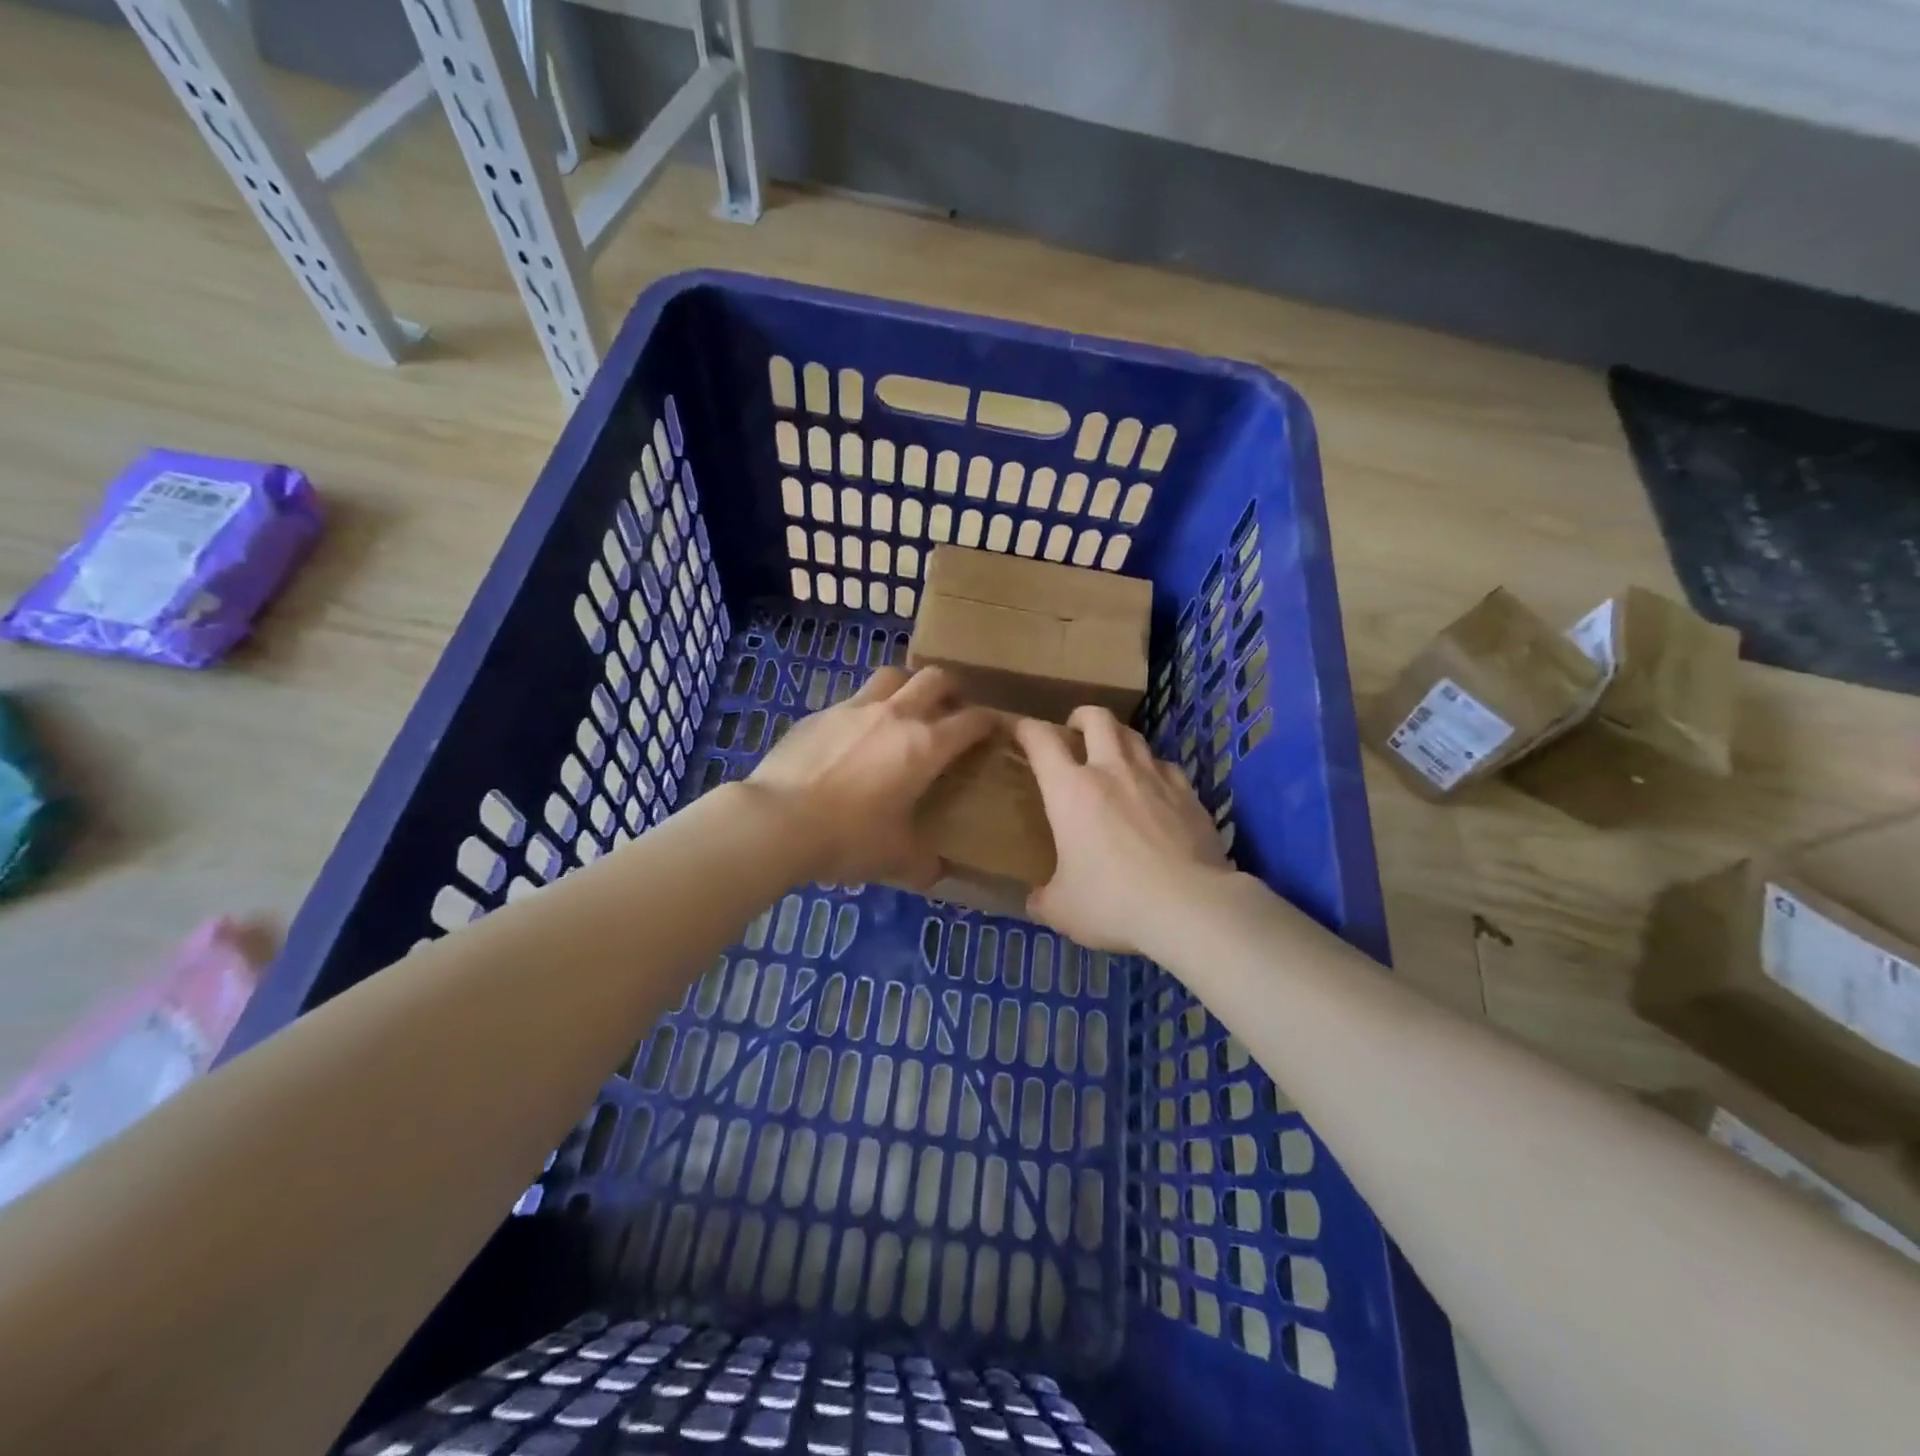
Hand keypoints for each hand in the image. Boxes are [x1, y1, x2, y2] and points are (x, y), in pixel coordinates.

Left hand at [747, 666, 995, 888]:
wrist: (778, 821)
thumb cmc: (848, 838)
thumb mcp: (894, 859)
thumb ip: (922, 863)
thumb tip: (935, 872)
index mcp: (926, 746)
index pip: (972, 720)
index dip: (989, 721)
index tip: (995, 728)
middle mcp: (896, 715)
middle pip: (934, 677)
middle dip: (951, 688)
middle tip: (951, 708)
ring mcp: (855, 708)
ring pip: (892, 676)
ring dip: (907, 686)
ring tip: (904, 708)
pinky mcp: (820, 713)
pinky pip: (852, 700)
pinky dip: (864, 710)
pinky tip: (854, 736)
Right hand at [1016, 706, 1231, 953]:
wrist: (1191, 907)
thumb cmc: (1113, 902)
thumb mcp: (1062, 910)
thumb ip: (1043, 899)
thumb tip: (1035, 900)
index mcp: (1070, 790)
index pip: (1041, 740)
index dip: (1026, 728)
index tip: (1020, 731)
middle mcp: (1112, 771)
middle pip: (1097, 719)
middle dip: (1081, 717)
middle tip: (1074, 732)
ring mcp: (1156, 779)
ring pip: (1135, 736)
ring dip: (1119, 738)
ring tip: (1114, 756)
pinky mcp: (1189, 796)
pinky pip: (1167, 767)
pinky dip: (1154, 769)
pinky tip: (1155, 788)